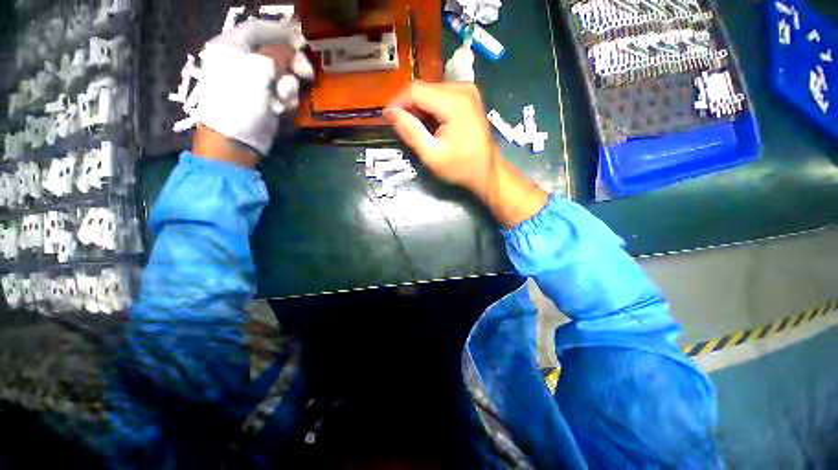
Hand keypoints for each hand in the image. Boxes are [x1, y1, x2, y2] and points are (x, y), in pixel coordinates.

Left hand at [192, 19, 313, 160]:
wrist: (235, 139)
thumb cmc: (240, 100)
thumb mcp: (259, 71)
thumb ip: (278, 54)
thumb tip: (293, 47)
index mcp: (231, 46)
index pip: (258, 28)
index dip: (281, 31)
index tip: (302, 39)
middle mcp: (241, 60)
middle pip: (274, 52)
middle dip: (291, 63)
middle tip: (306, 73)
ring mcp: (253, 82)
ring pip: (281, 75)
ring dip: (288, 86)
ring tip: (283, 99)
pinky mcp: (263, 99)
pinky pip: (282, 92)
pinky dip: (286, 99)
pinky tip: (281, 108)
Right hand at [384, 82, 548, 227]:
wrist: (488, 171)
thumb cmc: (461, 168)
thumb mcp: (431, 155)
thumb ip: (410, 132)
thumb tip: (388, 112)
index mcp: (454, 102)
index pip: (415, 90)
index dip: (397, 103)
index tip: (388, 120)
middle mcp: (462, 89)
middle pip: (423, 89)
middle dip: (408, 107)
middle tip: (403, 129)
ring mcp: (467, 91)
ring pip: (430, 91)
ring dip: (419, 108)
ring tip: (417, 130)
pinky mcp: (468, 97)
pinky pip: (441, 95)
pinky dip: (430, 108)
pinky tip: (431, 126)